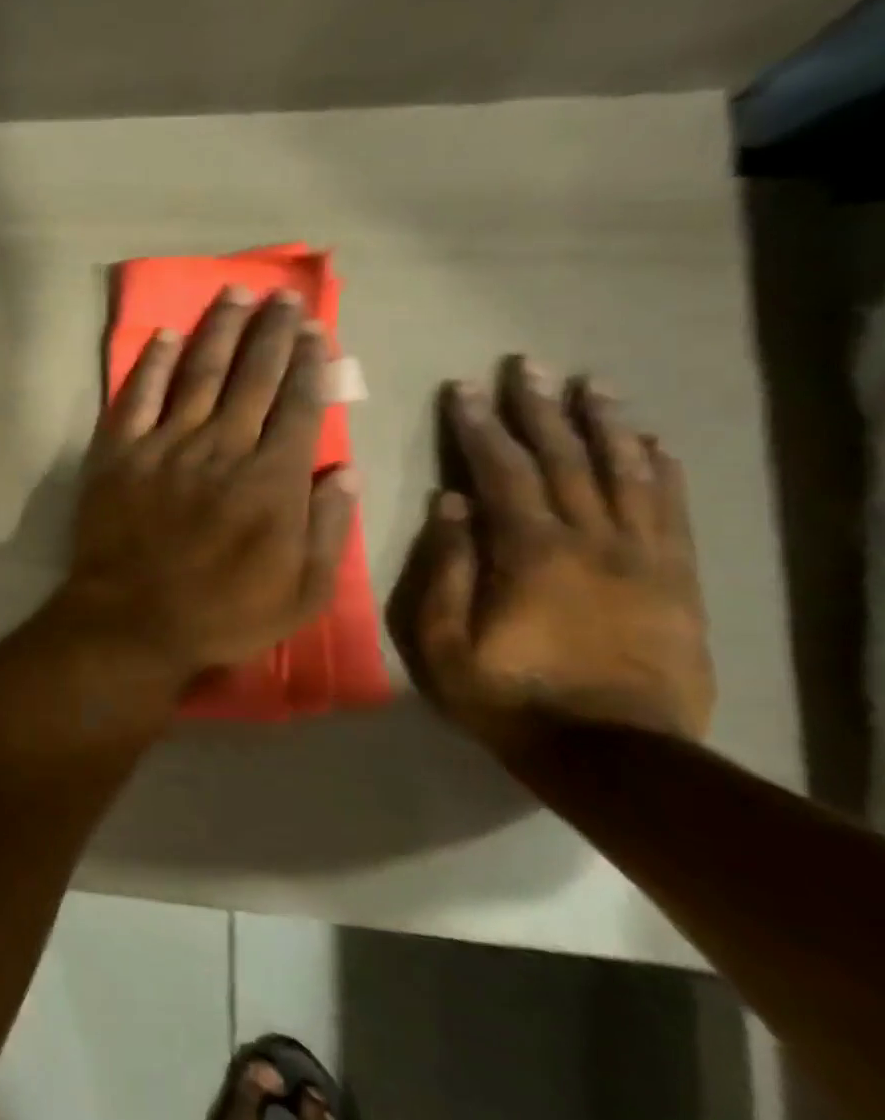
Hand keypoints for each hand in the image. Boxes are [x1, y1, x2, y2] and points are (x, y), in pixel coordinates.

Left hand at [56, 286, 355, 691]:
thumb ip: (328, 529)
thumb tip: (345, 470)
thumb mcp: (302, 593)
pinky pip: (136, 398)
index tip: (315, 329)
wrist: (131, 622)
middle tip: (282, 296)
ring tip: (235, 294)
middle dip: (271, 332)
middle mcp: (221, 449)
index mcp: (272, 480)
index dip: (309, 363)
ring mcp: (165, 447)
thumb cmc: (222, 616)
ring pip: (198, 374)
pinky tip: (164, 337)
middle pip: (252, 377)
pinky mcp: (118, 454)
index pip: (298, 405)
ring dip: (219, 330)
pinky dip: (150, 365)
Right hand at [398, 359, 714, 748]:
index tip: (466, 388)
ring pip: (625, 474)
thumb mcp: (444, 642)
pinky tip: (651, 444)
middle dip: (542, 409)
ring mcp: (641, 557)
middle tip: (529, 366)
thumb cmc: (507, 695)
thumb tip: (450, 502)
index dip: (481, 426)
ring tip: (593, 386)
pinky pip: (670, 511)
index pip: (502, 472)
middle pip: (566, 459)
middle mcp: (591, 540)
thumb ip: (445, 569)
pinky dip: (660, 471)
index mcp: (530, 553)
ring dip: (606, 425)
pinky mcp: (676, 579)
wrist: (611, 752)